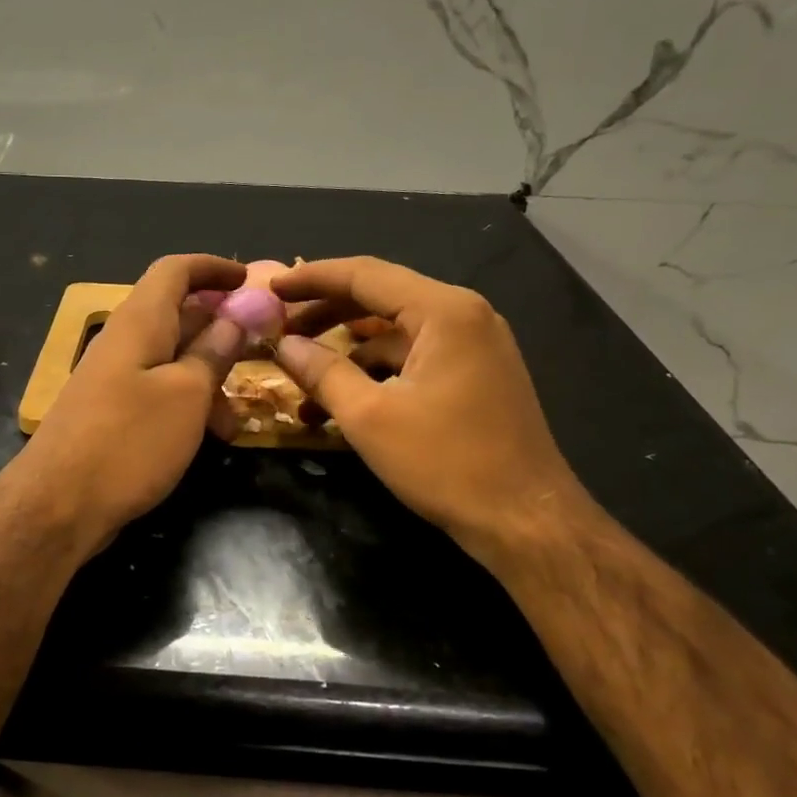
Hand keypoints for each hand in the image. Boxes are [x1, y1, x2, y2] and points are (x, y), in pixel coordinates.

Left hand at [18, 254, 247, 550]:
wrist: (59, 504)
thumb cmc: (129, 441)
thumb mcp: (186, 395)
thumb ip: (212, 353)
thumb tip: (232, 318)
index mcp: (140, 322)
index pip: (175, 270)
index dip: (213, 268)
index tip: (249, 281)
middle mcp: (125, 342)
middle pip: (177, 314)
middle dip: (221, 328)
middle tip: (260, 348)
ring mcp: (115, 379)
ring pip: (172, 360)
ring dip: (209, 377)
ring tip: (237, 416)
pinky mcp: (112, 413)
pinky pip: (159, 392)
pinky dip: (188, 404)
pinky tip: (210, 435)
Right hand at [271, 256, 593, 562]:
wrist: (526, 522)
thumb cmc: (447, 463)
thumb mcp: (370, 417)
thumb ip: (322, 372)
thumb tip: (283, 345)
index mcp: (444, 311)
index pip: (365, 275)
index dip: (312, 279)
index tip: (270, 289)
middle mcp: (464, 316)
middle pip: (380, 298)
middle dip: (325, 313)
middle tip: (279, 328)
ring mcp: (474, 346)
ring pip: (395, 333)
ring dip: (348, 353)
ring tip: (301, 378)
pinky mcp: (475, 375)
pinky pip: (414, 359)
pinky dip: (376, 374)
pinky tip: (341, 405)